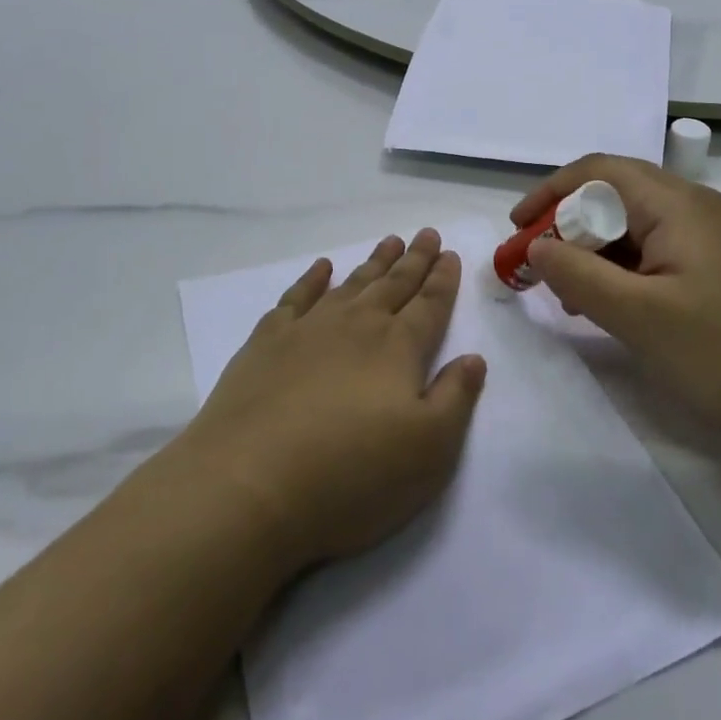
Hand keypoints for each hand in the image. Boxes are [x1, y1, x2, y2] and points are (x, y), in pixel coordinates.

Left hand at [184, 229, 486, 573]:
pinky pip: (296, 297)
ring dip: (374, 263)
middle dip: (414, 259)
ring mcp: (309, 329)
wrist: (248, 486)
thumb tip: (473, 357)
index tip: (449, 252)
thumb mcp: (429, 450)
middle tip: (426, 233)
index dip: (443, 279)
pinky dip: (312, 279)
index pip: (430, 303)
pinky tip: (322, 267)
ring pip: (351, 284)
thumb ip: (456, 398)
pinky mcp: (267, 343)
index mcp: (399, 347)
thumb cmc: (352, 475)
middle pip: (394, 284)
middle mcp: (357, 326)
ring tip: (389, 242)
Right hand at [512, 156, 720, 456]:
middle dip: (568, 225)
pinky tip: (607, 306)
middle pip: (614, 195)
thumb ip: (578, 274)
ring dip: (592, 251)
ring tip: (566, 294)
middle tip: (538, 267)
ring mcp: (708, 240)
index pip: (599, 171)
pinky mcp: (714, 270)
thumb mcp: (638, 315)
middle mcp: (693, 208)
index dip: (550, 193)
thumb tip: (536, 246)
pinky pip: (653, 254)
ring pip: (632, 227)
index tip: (517, 230)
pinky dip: (620, 271)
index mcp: (676, 204)